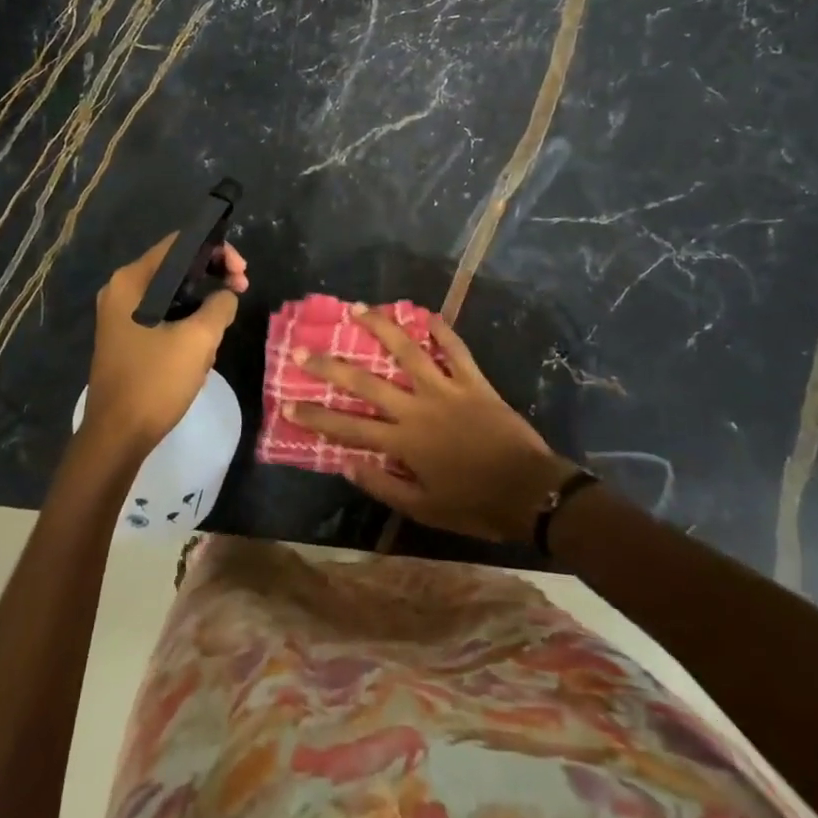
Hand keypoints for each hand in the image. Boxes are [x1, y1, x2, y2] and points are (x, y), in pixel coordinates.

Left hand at [82, 236, 247, 460]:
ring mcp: (120, 315)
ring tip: (219, 331)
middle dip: (212, 277)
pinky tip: (200, 350)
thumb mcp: (199, 339)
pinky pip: (163, 315)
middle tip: (240, 291)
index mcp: (132, 281)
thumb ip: (220, 305)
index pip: (180, 243)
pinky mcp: (126, 337)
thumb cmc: (155, 382)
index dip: (217, 249)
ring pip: (172, 294)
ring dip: (201, 306)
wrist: (117, 437)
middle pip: (176, 266)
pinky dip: (186, 322)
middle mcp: (121, 290)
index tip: (241, 273)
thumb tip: (226, 296)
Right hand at [287, 308, 575, 542]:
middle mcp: (417, 408)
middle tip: (303, 350)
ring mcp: (445, 389)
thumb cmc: (475, 505)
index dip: (316, 416)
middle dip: (330, 366)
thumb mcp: (424, 509)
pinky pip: (455, 349)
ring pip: (407, 351)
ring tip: (357, 308)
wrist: (530, 492)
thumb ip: (383, 485)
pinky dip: (442, 329)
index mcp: (403, 442)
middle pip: (365, 382)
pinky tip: (426, 313)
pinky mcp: (473, 381)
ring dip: (380, 327)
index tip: (287, 403)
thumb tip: (346, 465)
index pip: (348, 428)